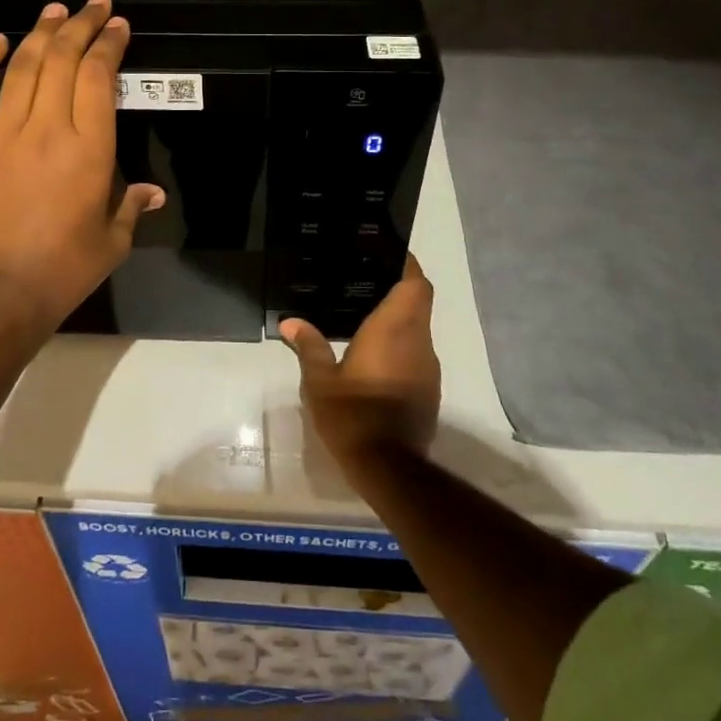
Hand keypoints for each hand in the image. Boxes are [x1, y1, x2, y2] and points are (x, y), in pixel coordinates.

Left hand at [0, 0, 164, 331]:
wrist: (0, 293)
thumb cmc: (66, 268)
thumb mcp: (114, 239)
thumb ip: (133, 205)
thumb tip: (153, 192)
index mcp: (90, 148)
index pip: (99, 76)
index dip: (109, 44)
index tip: (117, 26)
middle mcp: (47, 128)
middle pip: (63, 59)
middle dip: (81, 25)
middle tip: (94, 5)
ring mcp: (3, 133)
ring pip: (22, 67)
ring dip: (40, 32)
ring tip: (55, 10)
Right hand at [280, 254, 440, 471]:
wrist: (390, 468)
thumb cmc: (354, 415)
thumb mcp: (321, 381)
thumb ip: (309, 346)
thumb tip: (291, 322)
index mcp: (394, 329)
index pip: (415, 284)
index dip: (408, 264)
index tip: (390, 253)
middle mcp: (418, 341)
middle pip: (419, 301)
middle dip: (401, 287)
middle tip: (369, 279)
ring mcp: (428, 367)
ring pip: (420, 328)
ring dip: (401, 317)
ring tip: (367, 312)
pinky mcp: (429, 390)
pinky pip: (418, 352)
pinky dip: (402, 343)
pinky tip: (375, 353)